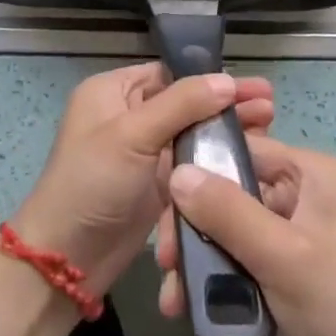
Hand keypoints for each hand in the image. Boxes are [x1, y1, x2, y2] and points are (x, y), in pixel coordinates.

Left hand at [13, 63, 273, 297]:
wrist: (65, 261)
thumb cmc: (92, 185)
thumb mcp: (133, 135)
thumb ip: (181, 104)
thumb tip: (226, 79)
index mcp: (113, 92)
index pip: (170, 73)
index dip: (211, 78)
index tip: (253, 86)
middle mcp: (129, 115)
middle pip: (186, 102)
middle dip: (227, 104)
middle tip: (270, 106)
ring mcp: (143, 152)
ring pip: (192, 133)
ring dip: (227, 131)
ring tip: (269, 128)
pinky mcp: (156, 185)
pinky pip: (191, 164)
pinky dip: (216, 160)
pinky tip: (248, 159)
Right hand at [156, 138, 335, 335]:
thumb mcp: (280, 256)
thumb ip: (227, 211)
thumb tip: (176, 172)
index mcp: (316, 174)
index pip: (247, 150)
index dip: (202, 169)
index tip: (162, 202)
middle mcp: (309, 194)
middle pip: (236, 192)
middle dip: (196, 226)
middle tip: (163, 261)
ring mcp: (302, 234)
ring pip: (236, 229)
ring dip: (202, 258)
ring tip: (172, 297)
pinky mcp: (295, 271)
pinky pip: (247, 259)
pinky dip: (221, 279)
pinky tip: (191, 308)